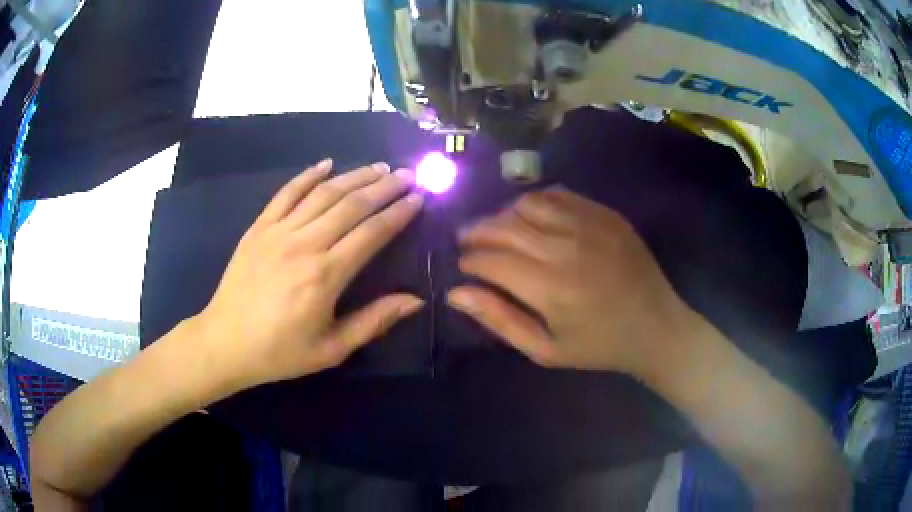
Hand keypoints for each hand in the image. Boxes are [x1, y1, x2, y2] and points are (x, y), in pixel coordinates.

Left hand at [194, 159, 424, 390]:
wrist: (225, 343)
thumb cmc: (280, 351)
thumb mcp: (331, 349)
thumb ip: (374, 321)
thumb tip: (415, 300)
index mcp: (326, 276)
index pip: (372, 233)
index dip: (398, 213)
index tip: (418, 198)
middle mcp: (305, 244)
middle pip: (351, 205)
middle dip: (384, 187)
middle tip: (406, 175)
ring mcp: (278, 232)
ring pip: (323, 193)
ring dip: (354, 176)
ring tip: (379, 167)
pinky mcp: (258, 228)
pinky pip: (286, 193)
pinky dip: (307, 176)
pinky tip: (326, 164)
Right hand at [448, 187, 690, 377]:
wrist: (656, 326)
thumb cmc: (599, 346)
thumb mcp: (545, 349)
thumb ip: (499, 319)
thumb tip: (455, 293)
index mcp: (549, 287)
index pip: (490, 260)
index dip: (469, 260)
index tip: (463, 266)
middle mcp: (565, 247)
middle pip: (504, 225)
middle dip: (476, 231)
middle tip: (467, 240)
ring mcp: (588, 224)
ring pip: (528, 203)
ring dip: (504, 213)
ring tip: (498, 228)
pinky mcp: (605, 214)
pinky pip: (559, 195)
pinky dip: (537, 202)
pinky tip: (533, 217)